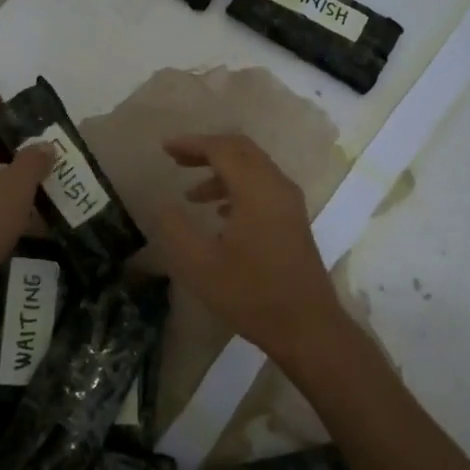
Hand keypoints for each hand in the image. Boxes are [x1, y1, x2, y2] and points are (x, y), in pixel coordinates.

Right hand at [151, 134, 347, 364]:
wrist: (306, 326)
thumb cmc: (251, 294)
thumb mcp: (200, 265)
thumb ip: (176, 229)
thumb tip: (163, 205)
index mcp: (256, 190)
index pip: (222, 149)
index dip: (192, 144)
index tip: (165, 148)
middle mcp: (277, 186)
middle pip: (241, 150)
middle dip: (207, 150)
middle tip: (176, 159)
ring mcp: (290, 203)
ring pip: (253, 169)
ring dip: (221, 172)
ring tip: (191, 196)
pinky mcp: (294, 219)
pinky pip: (263, 187)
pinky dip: (238, 188)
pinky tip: (220, 213)